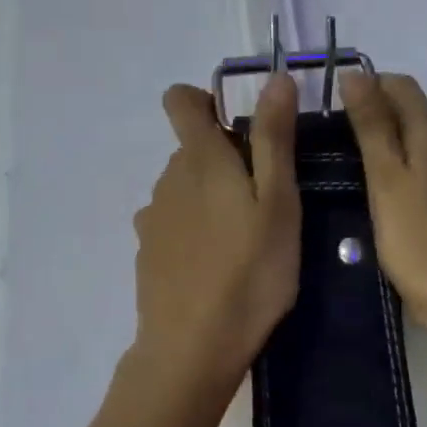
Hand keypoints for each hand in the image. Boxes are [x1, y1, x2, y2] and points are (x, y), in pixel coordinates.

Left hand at [131, 76, 300, 391]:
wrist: (192, 348)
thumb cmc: (250, 272)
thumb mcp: (278, 203)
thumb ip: (274, 139)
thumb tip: (275, 78)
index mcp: (199, 159)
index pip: (180, 100)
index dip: (207, 102)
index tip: (241, 128)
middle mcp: (167, 179)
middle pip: (192, 149)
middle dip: (225, 160)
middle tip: (266, 200)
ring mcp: (152, 218)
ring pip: (184, 188)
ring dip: (210, 198)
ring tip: (245, 240)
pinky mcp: (147, 253)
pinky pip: (173, 224)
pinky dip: (194, 231)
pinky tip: (216, 266)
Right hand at [340, 72, 426, 342]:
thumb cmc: (419, 241)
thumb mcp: (386, 180)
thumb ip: (372, 127)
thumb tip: (357, 75)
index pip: (403, 88)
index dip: (370, 85)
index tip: (335, 104)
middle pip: (415, 117)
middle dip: (378, 117)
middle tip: (336, 140)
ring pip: (425, 150)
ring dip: (394, 149)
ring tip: (358, 172)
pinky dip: (411, 177)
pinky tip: (393, 204)